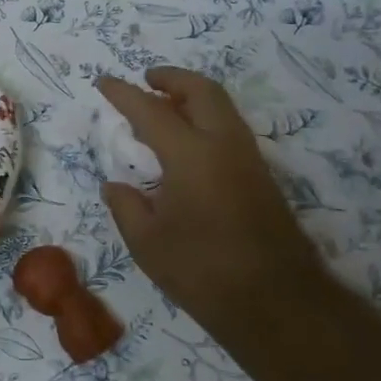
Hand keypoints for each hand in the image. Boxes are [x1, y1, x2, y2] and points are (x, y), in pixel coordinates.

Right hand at [97, 67, 327, 335]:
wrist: (276, 302)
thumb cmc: (202, 271)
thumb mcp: (147, 243)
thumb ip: (126, 207)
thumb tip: (114, 186)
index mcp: (190, 155)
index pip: (151, 111)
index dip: (123, 93)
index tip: (104, 81)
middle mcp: (224, 145)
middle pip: (201, 91)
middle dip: (171, 78)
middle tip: (146, 79)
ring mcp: (248, 159)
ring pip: (221, 107)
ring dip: (192, 97)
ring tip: (163, 107)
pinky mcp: (261, 178)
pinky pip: (229, 129)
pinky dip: (205, 119)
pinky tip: (186, 144)